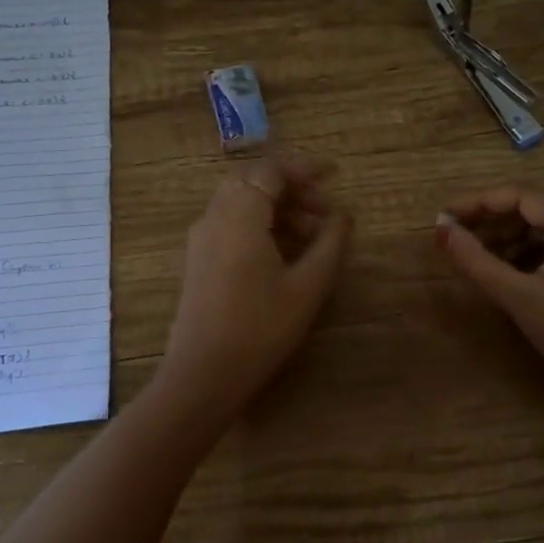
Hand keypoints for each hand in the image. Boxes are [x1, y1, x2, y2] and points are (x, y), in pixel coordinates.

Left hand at [158, 157, 351, 422]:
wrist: (202, 375)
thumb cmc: (260, 328)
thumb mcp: (307, 286)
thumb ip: (330, 243)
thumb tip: (344, 213)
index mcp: (239, 214)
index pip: (271, 170)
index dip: (305, 168)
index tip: (335, 175)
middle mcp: (214, 216)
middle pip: (254, 181)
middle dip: (292, 188)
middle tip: (325, 209)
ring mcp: (202, 238)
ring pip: (241, 202)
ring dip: (278, 208)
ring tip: (313, 235)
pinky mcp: (199, 259)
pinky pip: (231, 223)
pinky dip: (260, 224)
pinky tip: (286, 253)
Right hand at [437, 186, 543, 422]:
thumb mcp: (519, 298)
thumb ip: (477, 261)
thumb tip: (441, 230)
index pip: (522, 197)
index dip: (479, 202)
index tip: (445, 217)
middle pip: (533, 209)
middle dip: (491, 220)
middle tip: (454, 235)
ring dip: (507, 237)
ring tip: (472, 254)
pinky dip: (527, 252)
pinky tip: (502, 268)